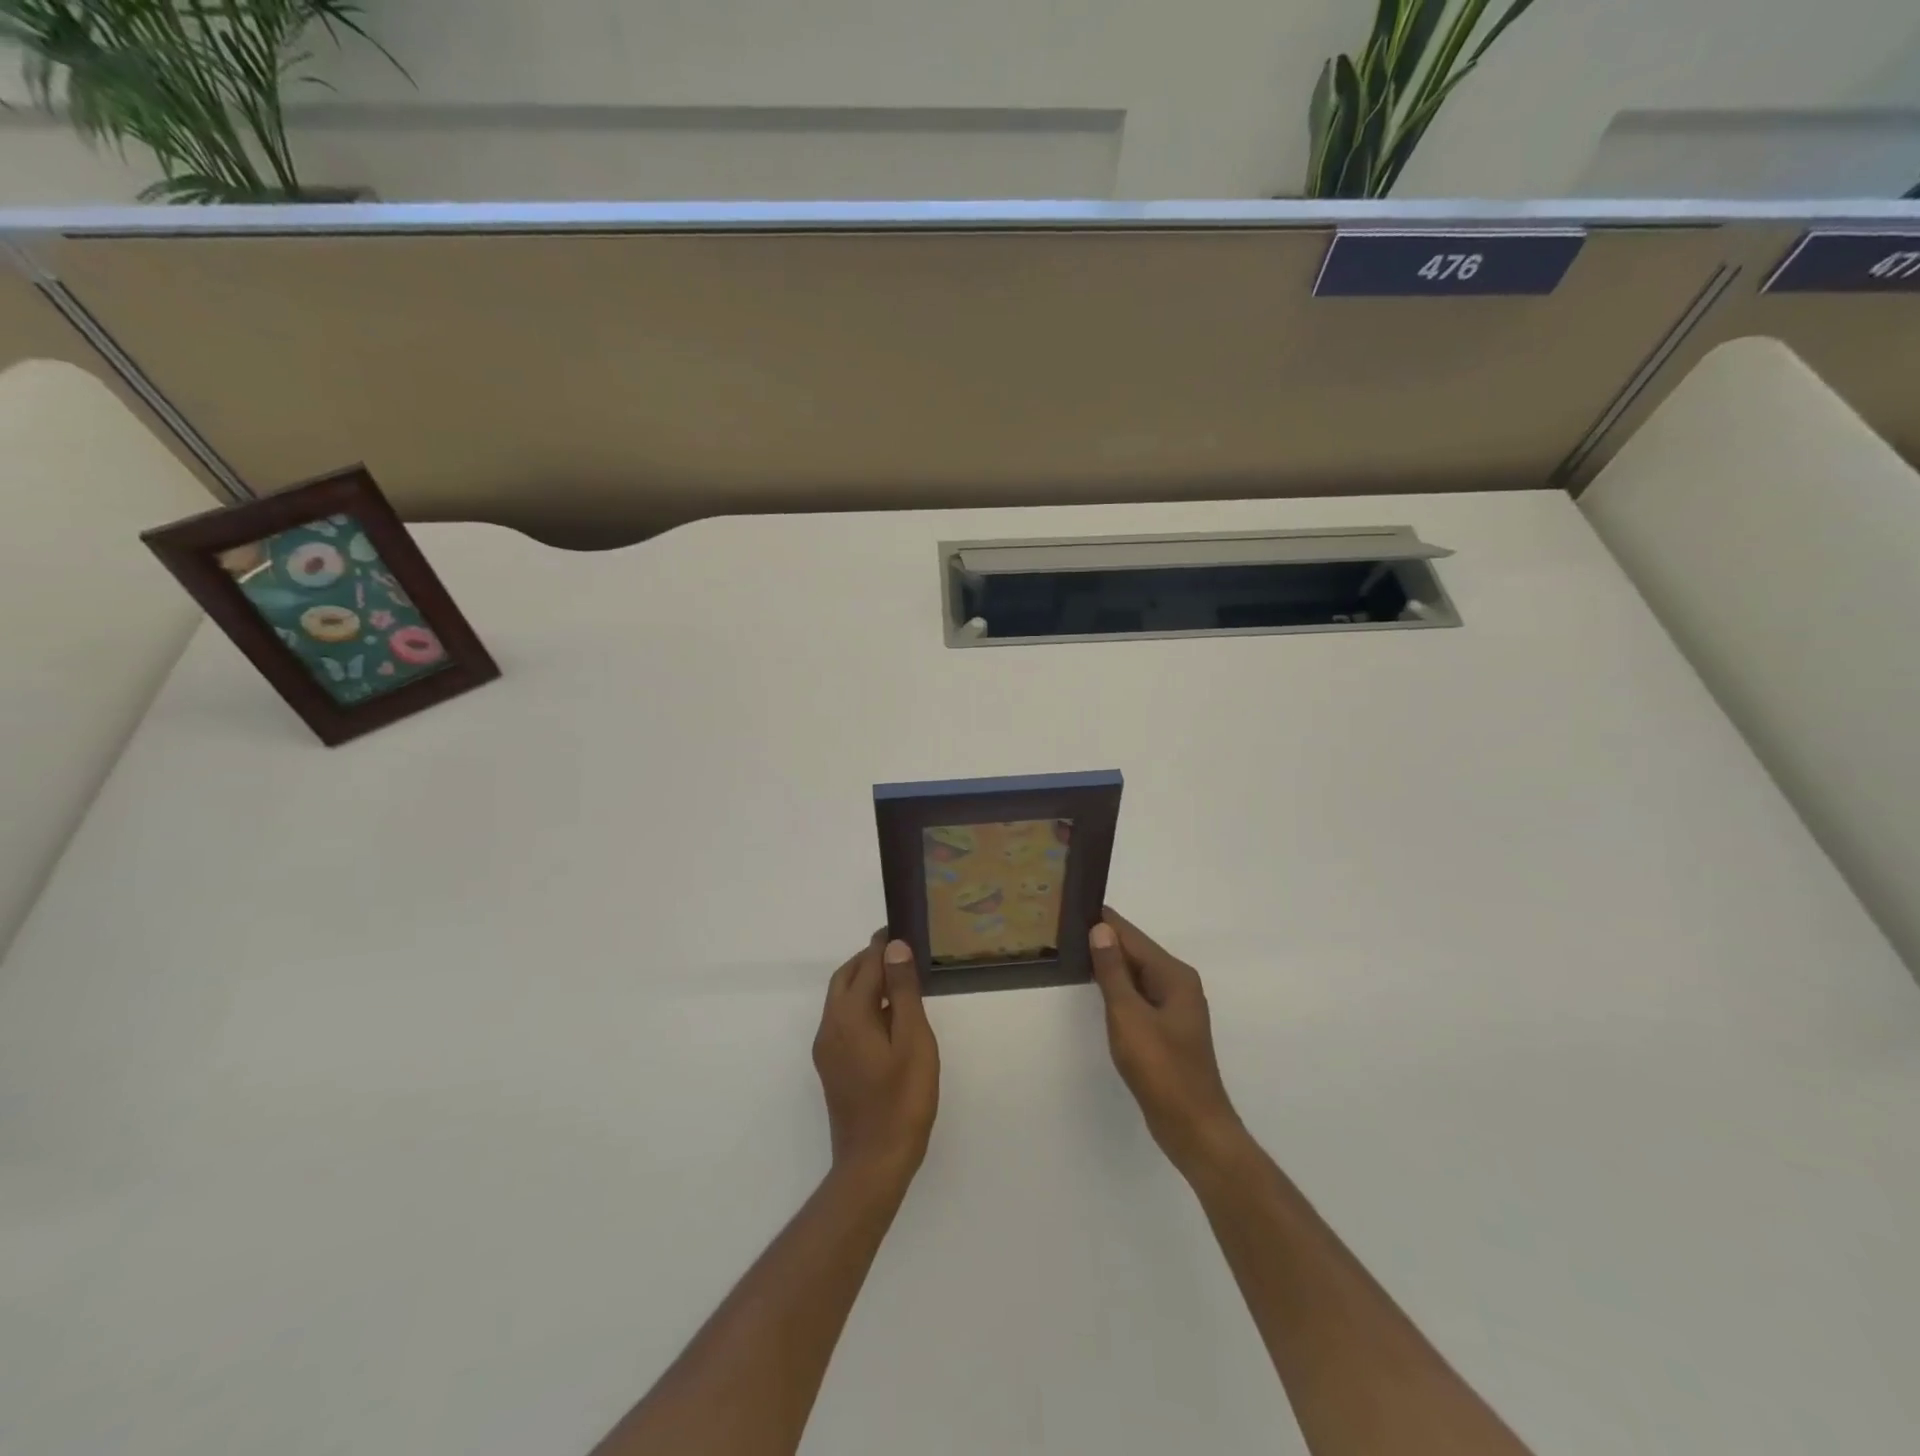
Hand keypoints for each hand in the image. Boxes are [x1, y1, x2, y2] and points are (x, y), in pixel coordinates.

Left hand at [812, 935, 939, 1185]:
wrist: (873, 1163)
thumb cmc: (902, 1100)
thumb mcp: (913, 1040)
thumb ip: (902, 991)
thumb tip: (894, 948)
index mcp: (849, 1016)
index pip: (865, 965)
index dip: (883, 946)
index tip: (900, 930)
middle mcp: (830, 1027)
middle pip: (845, 978)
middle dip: (869, 960)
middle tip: (900, 953)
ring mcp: (827, 1049)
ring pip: (841, 999)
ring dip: (864, 982)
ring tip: (898, 981)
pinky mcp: (831, 1067)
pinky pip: (843, 1020)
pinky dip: (861, 1005)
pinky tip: (887, 1018)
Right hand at [1089, 909, 1245, 1177]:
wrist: (1193, 1127)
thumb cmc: (1161, 1069)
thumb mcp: (1129, 1016)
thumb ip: (1113, 971)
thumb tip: (1100, 929)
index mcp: (1174, 975)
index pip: (1132, 936)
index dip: (1103, 921)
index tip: (1071, 905)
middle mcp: (1177, 984)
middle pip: (1135, 952)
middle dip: (1103, 940)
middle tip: (1062, 928)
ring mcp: (1173, 1007)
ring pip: (1135, 974)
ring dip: (1108, 964)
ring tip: (1071, 951)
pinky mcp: (1166, 1028)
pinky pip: (1137, 995)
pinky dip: (1116, 987)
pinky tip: (1094, 988)